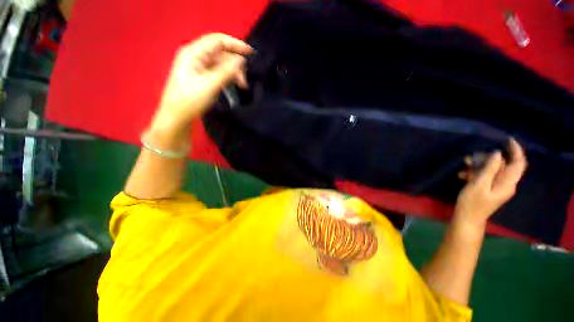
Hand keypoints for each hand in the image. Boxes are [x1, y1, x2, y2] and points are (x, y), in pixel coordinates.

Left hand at [152, 33, 253, 130]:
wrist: (177, 116)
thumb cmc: (189, 101)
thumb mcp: (209, 86)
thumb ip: (225, 72)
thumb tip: (241, 61)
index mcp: (193, 53)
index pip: (217, 41)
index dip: (235, 44)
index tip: (251, 53)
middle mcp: (195, 56)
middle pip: (221, 53)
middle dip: (235, 64)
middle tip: (245, 81)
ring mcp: (198, 66)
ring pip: (221, 63)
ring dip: (233, 72)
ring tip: (242, 86)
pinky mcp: (202, 75)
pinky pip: (219, 71)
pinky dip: (228, 76)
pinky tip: (235, 84)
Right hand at [453, 138, 526, 227]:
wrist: (467, 218)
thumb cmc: (472, 203)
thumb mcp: (478, 185)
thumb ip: (489, 169)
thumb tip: (497, 153)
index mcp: (508, 183)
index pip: (519, 163)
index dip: (516, 150)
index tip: (507, 139)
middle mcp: (506, 183)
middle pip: (504, 164)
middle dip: (488, 158)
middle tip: (471, 157)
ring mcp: (498, 186)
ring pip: (493, 169)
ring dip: (479, 165)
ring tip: (464, 166)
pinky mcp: (489, 187)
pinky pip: (486, 175)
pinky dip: (476, 172)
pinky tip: (463, 174)